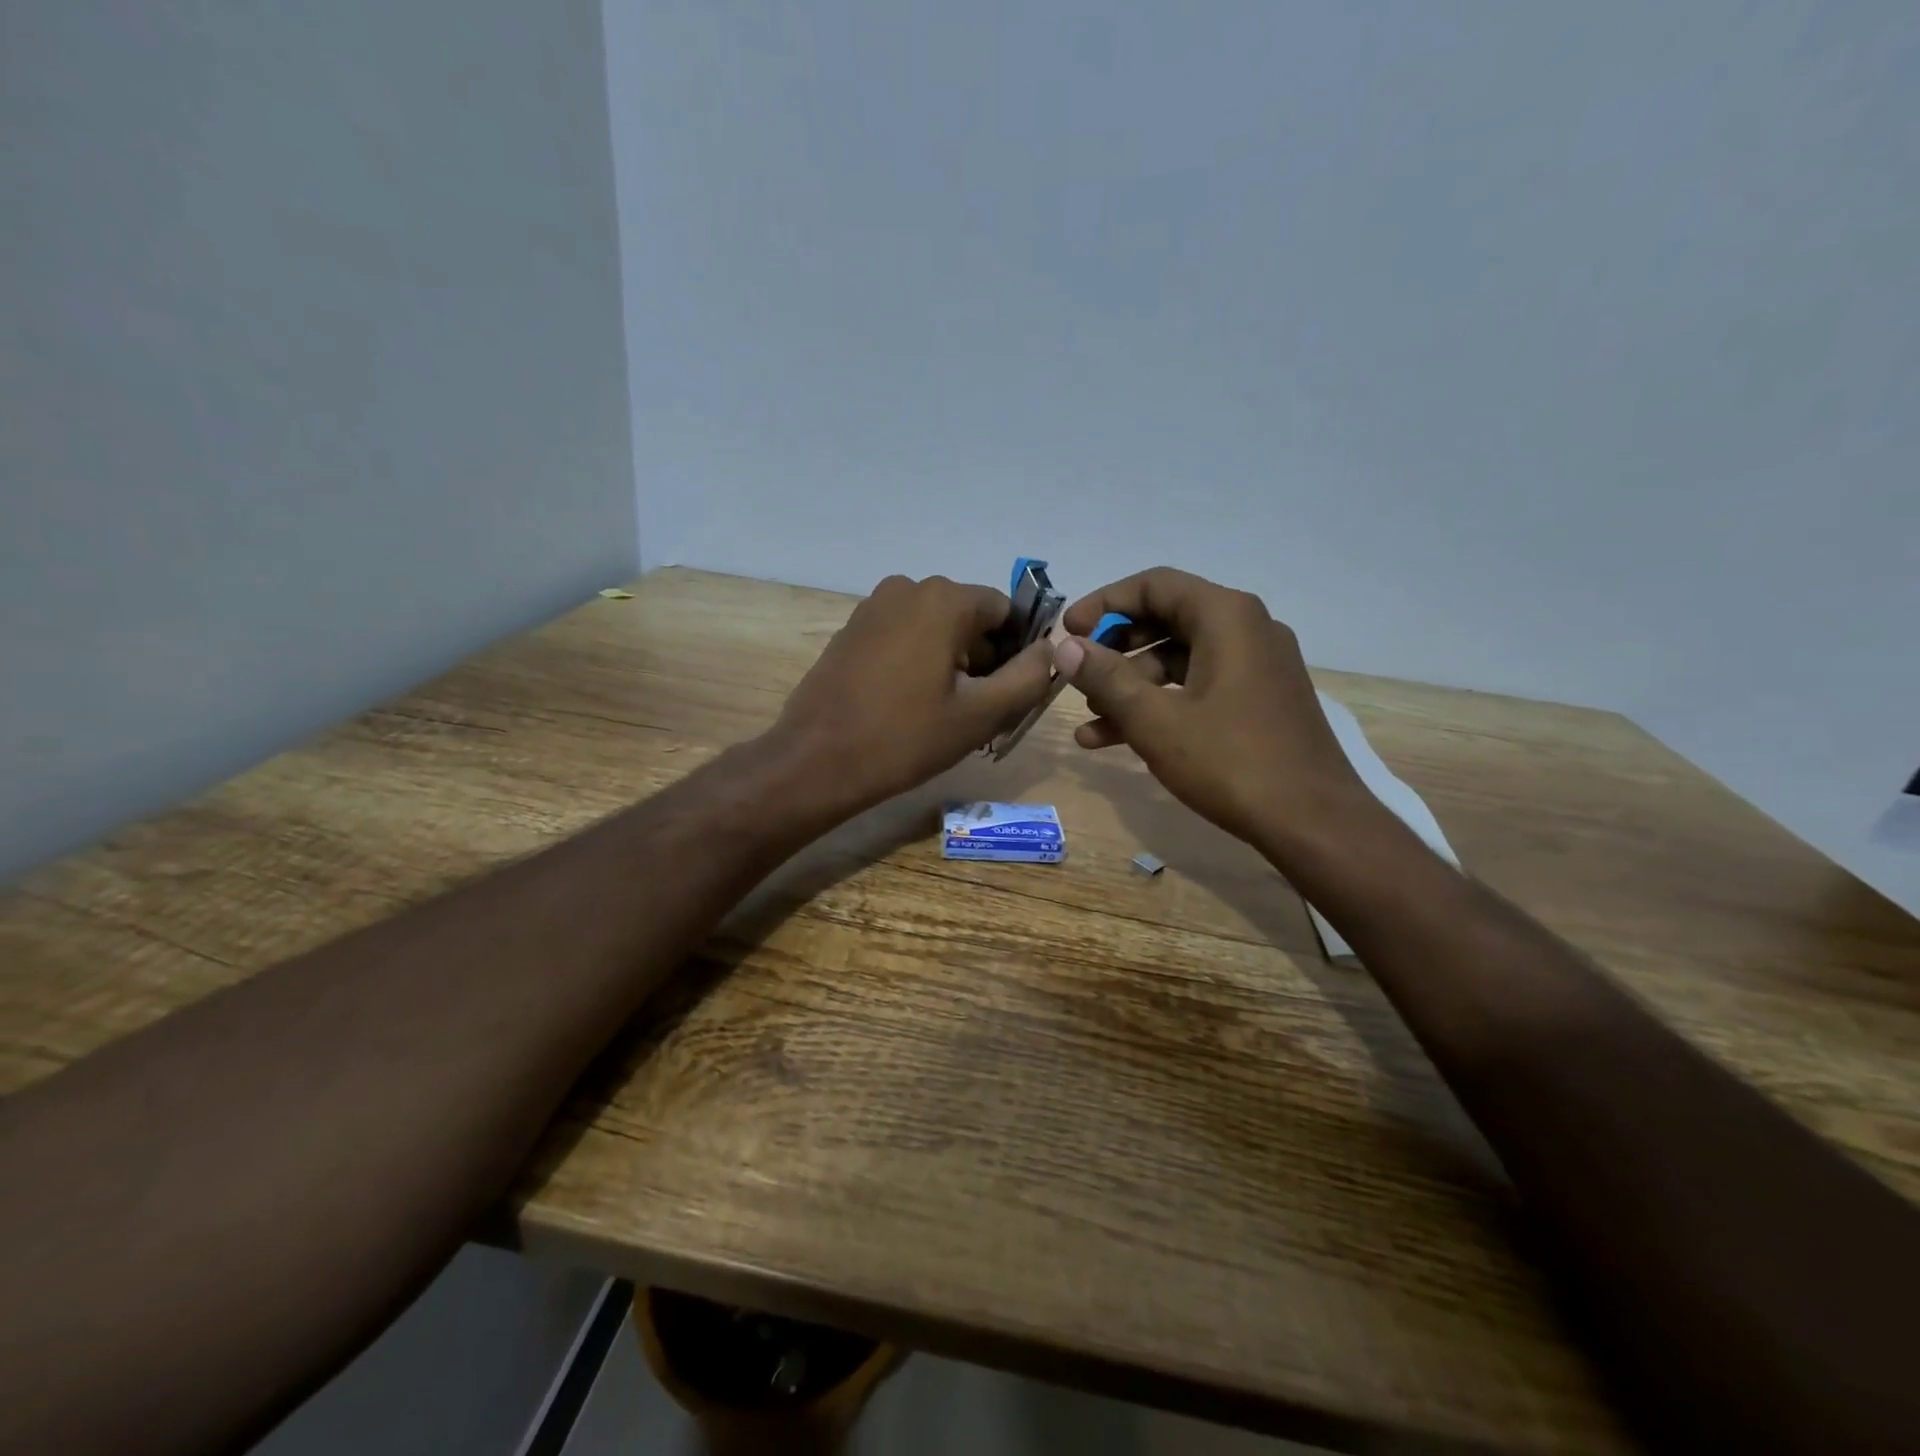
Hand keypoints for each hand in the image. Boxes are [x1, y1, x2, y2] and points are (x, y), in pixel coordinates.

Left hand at [771, 574, 1056, 814]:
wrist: (816, 761)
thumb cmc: (904, 738)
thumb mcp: (981, 714)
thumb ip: (1029, 677)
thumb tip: (1052, 649)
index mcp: (944, 599)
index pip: (1005, 612)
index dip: (1017, 651)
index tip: (1009, 693)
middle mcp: (908, 588)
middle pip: (969, 618)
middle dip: (983, 658)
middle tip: (979, 711)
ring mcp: (873, 607)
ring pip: (936, 628)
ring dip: (951, 662)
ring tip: (944, 713)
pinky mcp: (852, 629)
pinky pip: (904, 636)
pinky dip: (919, 661)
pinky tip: (909, 704)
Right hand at [1056, 568, 1372, 853]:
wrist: (1313, 822)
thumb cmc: (1230, 762)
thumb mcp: (1155, 720)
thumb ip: (1105, 677)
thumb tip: (1064, 646)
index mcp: (1227, 617)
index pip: (1154, 585)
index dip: (1103, 604)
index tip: (1068, 632)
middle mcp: (1246, 629)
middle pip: (1165, 619)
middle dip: (1114, 648)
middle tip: (1077, 673)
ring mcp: (1256, 666)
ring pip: (1178, 660)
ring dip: (1130, 686)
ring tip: (1088, 720)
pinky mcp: (1258, 700)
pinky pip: (1198, 686)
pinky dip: (1159, 704)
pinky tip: (1114, 739)